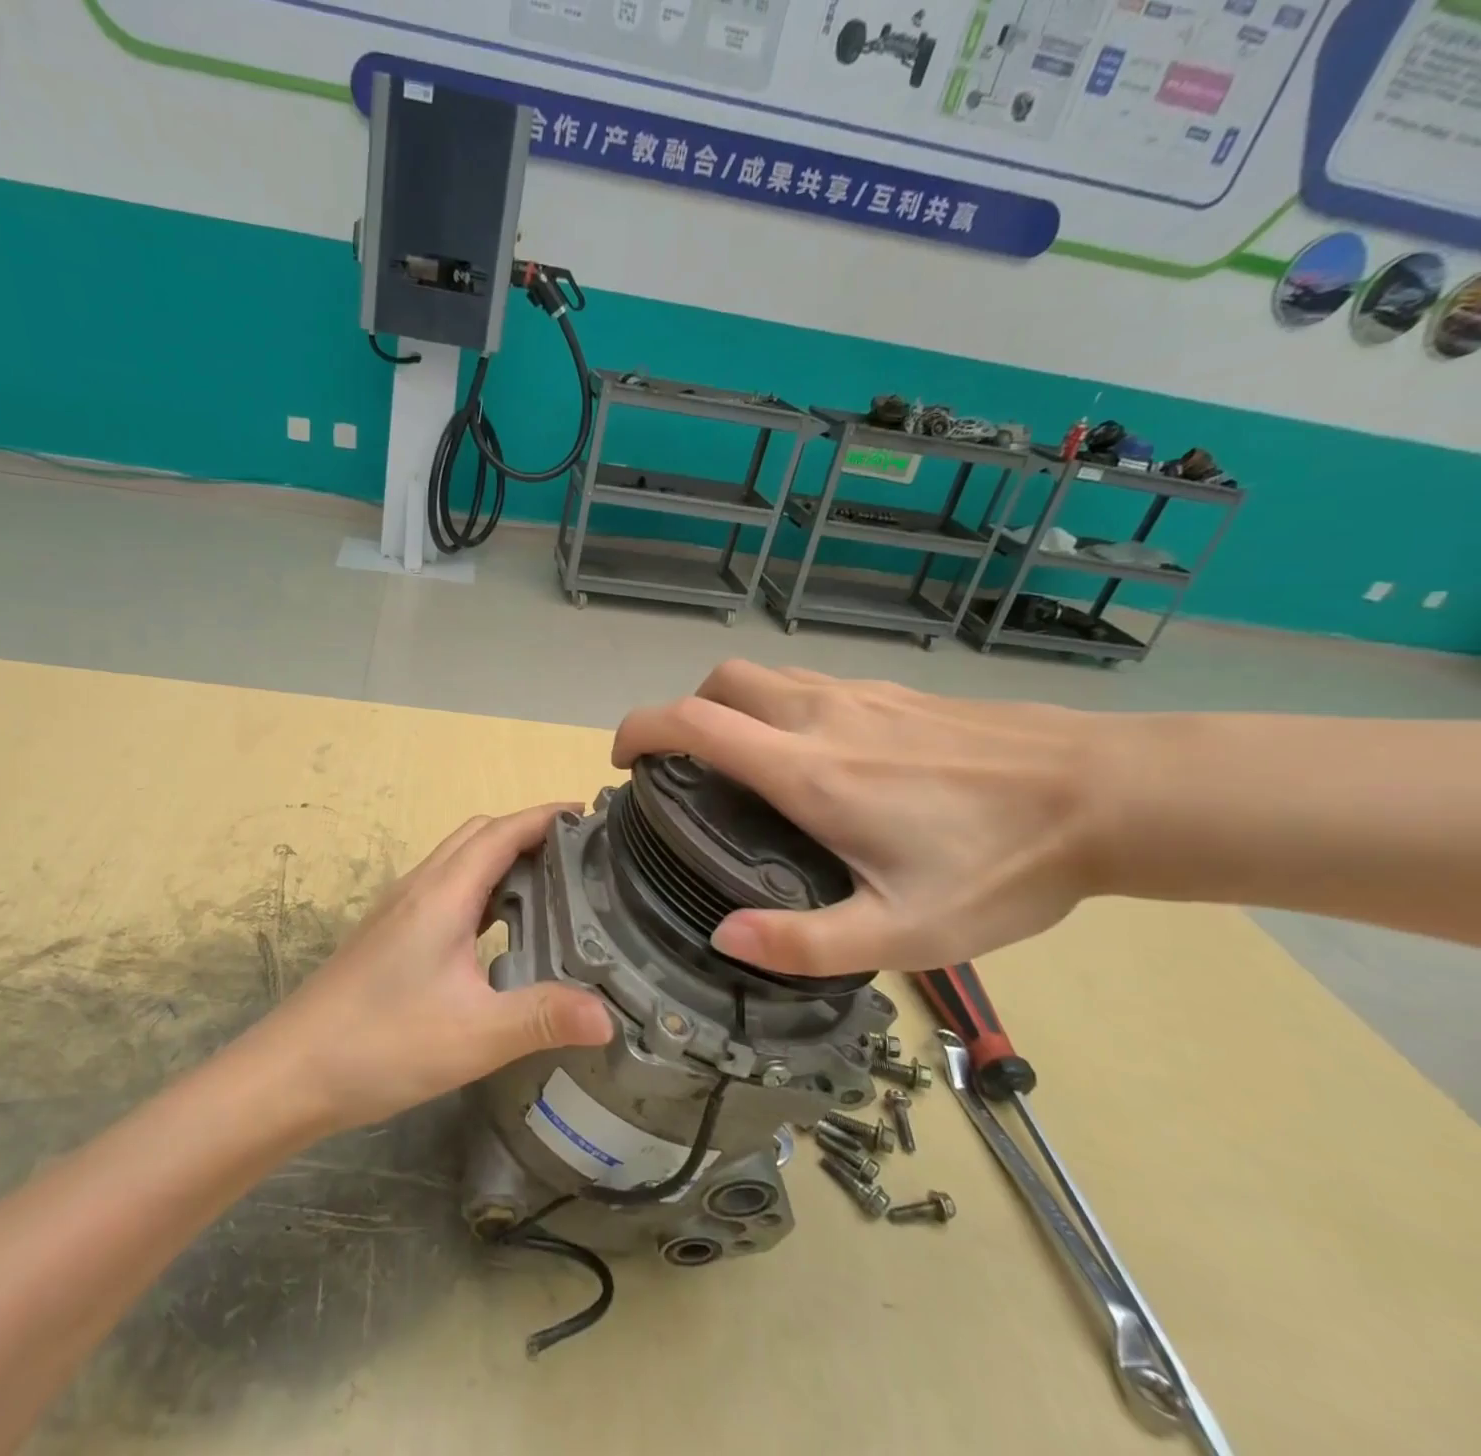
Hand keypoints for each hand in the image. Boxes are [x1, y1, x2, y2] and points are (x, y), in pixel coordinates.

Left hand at [256, 804, 615, 1131]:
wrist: (289, 1072)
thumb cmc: (382, 1043)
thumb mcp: (475, 1035)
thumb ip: (543, 1018)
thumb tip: (610, 1016)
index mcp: (443, 894)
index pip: (502, 832)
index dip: (545, 816)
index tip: (589, 814)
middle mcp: (420, 887)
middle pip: (479, 835)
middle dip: (527, 830)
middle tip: (577, 853)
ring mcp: (399, 909)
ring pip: (458, 860)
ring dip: (501, 857)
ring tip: (548, 884)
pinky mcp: (389, 933)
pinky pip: (445, 888)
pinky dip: (480, 887)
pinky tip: (497, 930)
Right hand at [613, 663, 1102, 977]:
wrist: (1107, 793)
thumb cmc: (1002, 865)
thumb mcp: (905, 931)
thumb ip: (804, 942)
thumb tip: (725, 937)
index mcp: (807, 770)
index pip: (693, 722)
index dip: (640, 729)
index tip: (625, 760)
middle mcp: (820, 715)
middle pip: (720, 682)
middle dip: (684, 713)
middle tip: (688, 769)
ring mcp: (859, 694)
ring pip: (765, 678)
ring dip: (731, 708)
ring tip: (744, 766)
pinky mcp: (893, 693)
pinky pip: (808, 683)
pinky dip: (778, 707)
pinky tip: (817, 757)